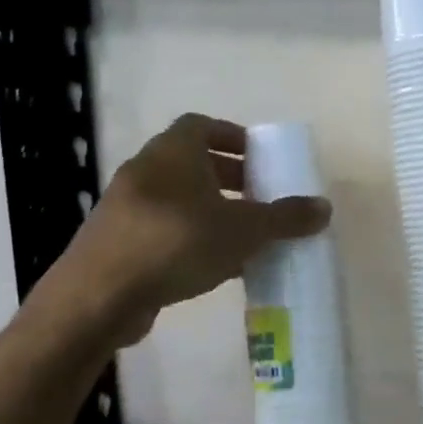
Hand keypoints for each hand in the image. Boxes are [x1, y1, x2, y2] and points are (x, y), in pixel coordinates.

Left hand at [29, 114, 330, 347]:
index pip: (202, 125)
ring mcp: (125, 207)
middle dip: (229, 176)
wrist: (97, 298)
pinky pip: (162, 228)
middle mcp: (145, 170)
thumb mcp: (243, 230)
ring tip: (243, 235)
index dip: (232, 136)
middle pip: (192, 162)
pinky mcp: (116, 242)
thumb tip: (324, 208)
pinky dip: (190, 236)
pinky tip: (215, 266)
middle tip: (259, 196)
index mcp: (173, 152)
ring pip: (177, 197)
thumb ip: (284, 217)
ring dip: (210, 209)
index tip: (258, 156)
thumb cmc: (176, 243)